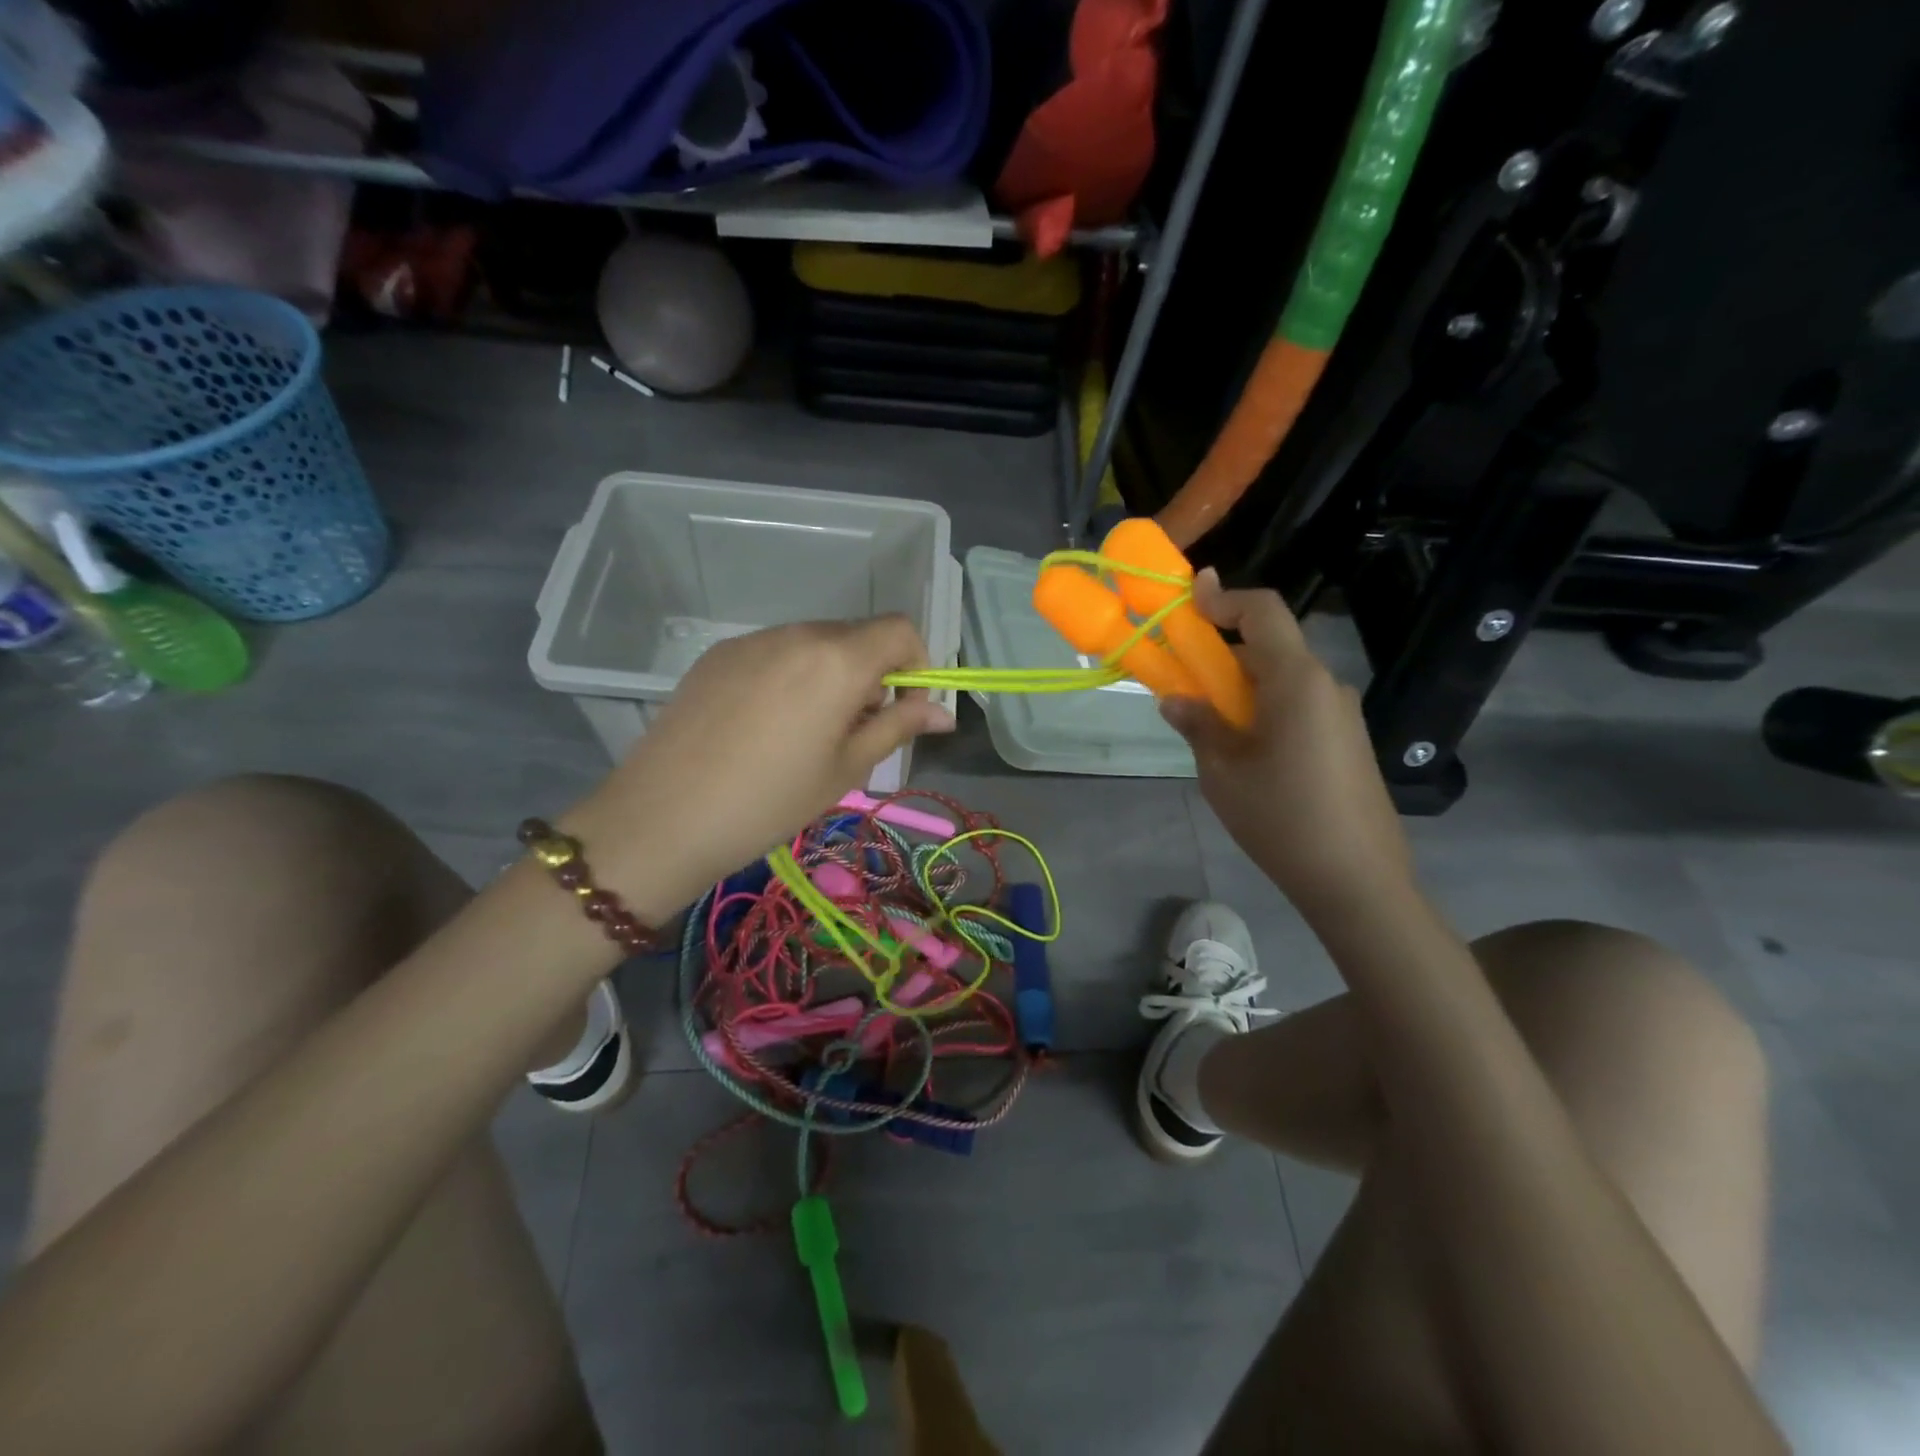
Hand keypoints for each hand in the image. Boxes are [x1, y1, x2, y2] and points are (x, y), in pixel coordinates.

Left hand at [563, 616, 953, 916]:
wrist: (665, 816)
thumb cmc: (772, 800)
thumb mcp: (846, 768)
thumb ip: (898, 727)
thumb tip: (944, 713)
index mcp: (838, 659)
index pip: (900, 630)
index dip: (916, 664)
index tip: (903, 709)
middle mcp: (797, 633)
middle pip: (857, 635)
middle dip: (872, 674)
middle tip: (854, 731)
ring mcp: (752, 640)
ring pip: (814, 643)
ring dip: (830, 674)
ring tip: (806, 732)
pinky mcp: (718, 654)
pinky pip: (774, 652)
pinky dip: (790, 675)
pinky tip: (764, 725)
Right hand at [1161, 571, 1412, 922]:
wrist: (1358, 881)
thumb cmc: (1282, 819)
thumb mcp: (1223, 772)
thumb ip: (1198, 725)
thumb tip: (1176, 700)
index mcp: (1297, 681)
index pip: (1263, 612)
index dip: (1224, 598)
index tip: (1188, 602)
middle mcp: (1326, 686)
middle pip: (1271, 648)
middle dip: (1223, 656)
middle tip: (1183, 684)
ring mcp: (1343, 714)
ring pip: (1283, 681)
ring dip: (1243, 690)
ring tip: (1212, 732)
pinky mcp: (1349, 741)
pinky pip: (1300, 707)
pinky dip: (1266, 711)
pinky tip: (1249, 756)